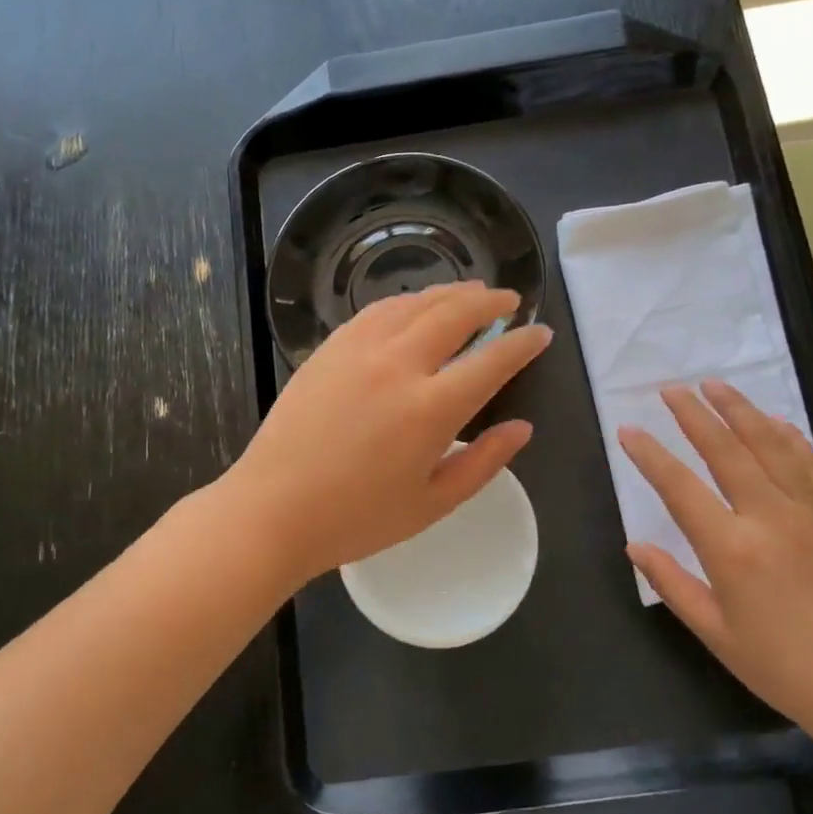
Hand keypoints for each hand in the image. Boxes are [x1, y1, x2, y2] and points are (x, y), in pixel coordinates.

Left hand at [224, 282, 551, 587]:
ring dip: (449, 293)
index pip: (492, 361)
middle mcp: (398, 365)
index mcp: (431, 409)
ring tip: (470, 294)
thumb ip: (483, 463)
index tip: (540, 332)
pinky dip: (405, 303)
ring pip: (413, 304)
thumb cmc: (356, 519)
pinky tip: (413, 308)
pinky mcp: (328, 350)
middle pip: (454, 314)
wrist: (272, 510)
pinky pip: (375, 312)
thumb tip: (522, 429)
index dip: (522, 343)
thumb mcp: (432, 504)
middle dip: (489, 301)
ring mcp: (358, 351)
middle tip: (509, 300)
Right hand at [617, 381, 812, 745]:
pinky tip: (775, 422)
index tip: (628, 430)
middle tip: (672, 388)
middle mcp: (772, 518)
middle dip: (695, 415)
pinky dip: (790, 437)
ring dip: (741, 411)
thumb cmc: (783, 668)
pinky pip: (812, 465)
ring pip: (772, 446)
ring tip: (716, 386)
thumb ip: (672, 583)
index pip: (680, 487)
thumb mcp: (715, 633)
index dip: (650, 455)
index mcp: (732, 550)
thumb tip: (635, 546)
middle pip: (727, 451)